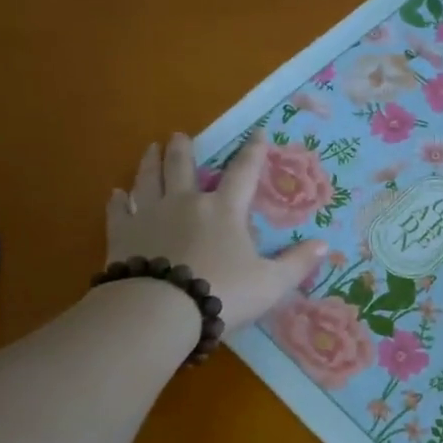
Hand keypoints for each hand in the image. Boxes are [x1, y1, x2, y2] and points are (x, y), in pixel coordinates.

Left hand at [106, 130, 327, 332]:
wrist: (160, 310)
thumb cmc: (222, 292)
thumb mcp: (270, 283)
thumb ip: (297, 263)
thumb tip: (325, 244)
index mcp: (224, 210)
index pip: (243, 173)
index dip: (253, 152)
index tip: (258, 133)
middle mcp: (185, 203)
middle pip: (182, 167)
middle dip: (183, 148)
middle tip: (179, 135)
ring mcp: (149, 215)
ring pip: (148, 179)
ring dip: (150, 162)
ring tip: (150, 148)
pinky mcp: (122, 235)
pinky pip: (119, 211)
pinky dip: (118, 200)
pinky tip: (116, 194)